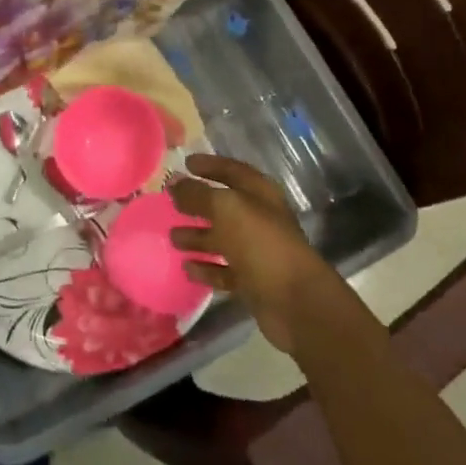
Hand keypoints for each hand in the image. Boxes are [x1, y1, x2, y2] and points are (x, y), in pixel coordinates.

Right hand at [170, 155, 341, 355]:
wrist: (295, 301)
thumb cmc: (260, 243)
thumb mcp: (225, 209)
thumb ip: (197, 193)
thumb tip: (174, 181)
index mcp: (259, 194)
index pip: (232, 170)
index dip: (209, 165)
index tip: (185, 163)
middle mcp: (259, 218)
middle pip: (224, 206)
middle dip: (197, 203)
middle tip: (170, 203)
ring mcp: (257, 251)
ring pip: (222, 239)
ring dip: (197, 237)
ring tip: (172, 238)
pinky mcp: (253, 281)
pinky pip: (224, 270)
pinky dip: (206, 268)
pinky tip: (187, 268)